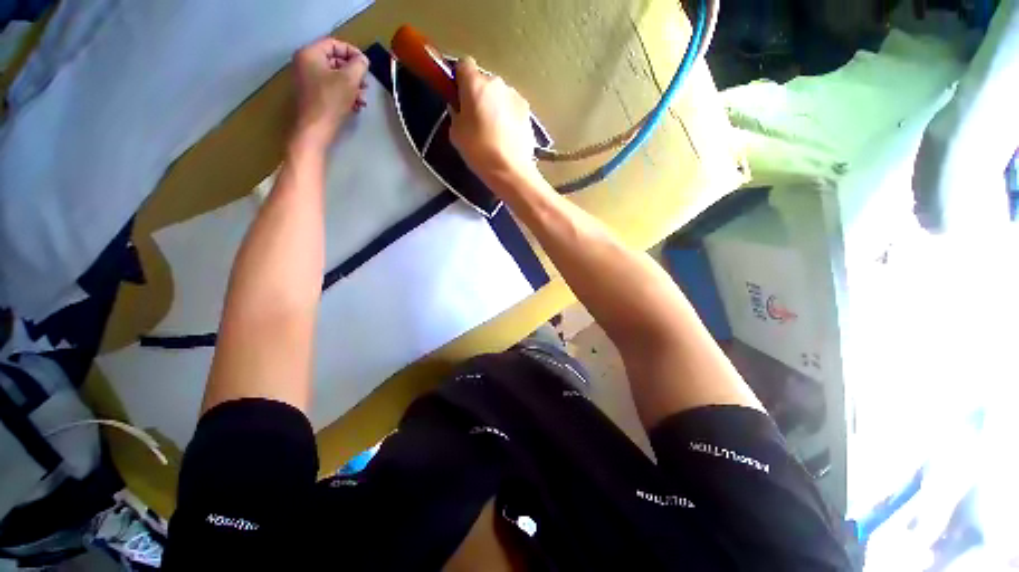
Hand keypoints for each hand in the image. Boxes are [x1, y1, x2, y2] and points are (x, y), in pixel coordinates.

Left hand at [292, 38, 368, 148]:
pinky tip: (356, 106)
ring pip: (336, 77)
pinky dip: (345, 95)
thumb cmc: (330, 101)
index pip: (334, 44)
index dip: (353, 52)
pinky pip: (332, 89)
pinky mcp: (313, 96)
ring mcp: (308, 81)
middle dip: (354, 73)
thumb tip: (363, 61)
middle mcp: (306, 64)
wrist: (315, 129)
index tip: (367, 66)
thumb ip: (359, 66)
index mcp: (310, 54)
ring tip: (363, 100)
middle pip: (335, 61)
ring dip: (353, 87)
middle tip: (366, 85)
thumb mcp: (349, 79)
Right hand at [450, 57, 538, 186]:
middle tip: (476, 119)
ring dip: (495, 106)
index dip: (460, 79)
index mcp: (475, 84)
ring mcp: (515, 96)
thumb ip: (457, 114)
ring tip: (494, 132)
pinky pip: (512, 108)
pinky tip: (507, 136)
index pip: (464, 65)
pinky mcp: (528, 111)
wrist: (511, 170)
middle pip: (484, 82)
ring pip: (500, 95)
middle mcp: (497, 83)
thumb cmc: (479, 151)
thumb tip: (462, 110)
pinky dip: (508, 117)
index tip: (458, 96)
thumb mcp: (456, 134)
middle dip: (479, 95)